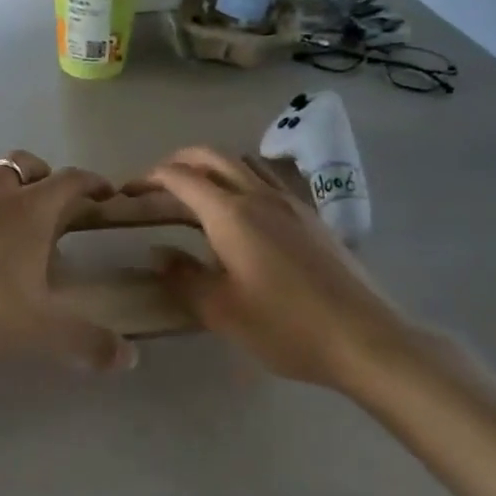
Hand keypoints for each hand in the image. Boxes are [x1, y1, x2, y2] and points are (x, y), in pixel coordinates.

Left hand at [0, 151, 138, 372]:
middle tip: (56, 204)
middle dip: (48, 176)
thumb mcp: (35, 329)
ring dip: (10, 181)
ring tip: (13, 211)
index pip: (72, 180)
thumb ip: (85, 342)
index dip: (93, 183)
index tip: (106, 192)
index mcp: (32, 208)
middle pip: (29, 163)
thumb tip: (130, 358)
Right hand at [125, 147, 420, 391]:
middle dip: (178, 161)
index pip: (181, 178)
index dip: (150, 178)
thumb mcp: (222, 311)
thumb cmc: (286, 327)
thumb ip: (183, 277)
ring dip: (213, 165)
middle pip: (212, 157)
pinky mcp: (311, 215)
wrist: (365, 338)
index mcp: (231, 214)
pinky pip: (268, 178)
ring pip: (243, 162)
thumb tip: (158, 252)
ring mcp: (290, 201)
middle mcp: (259, 195)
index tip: (130, 191)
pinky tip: (244, 208)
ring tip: (197, 190)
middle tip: (156, 182)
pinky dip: (242, 177)